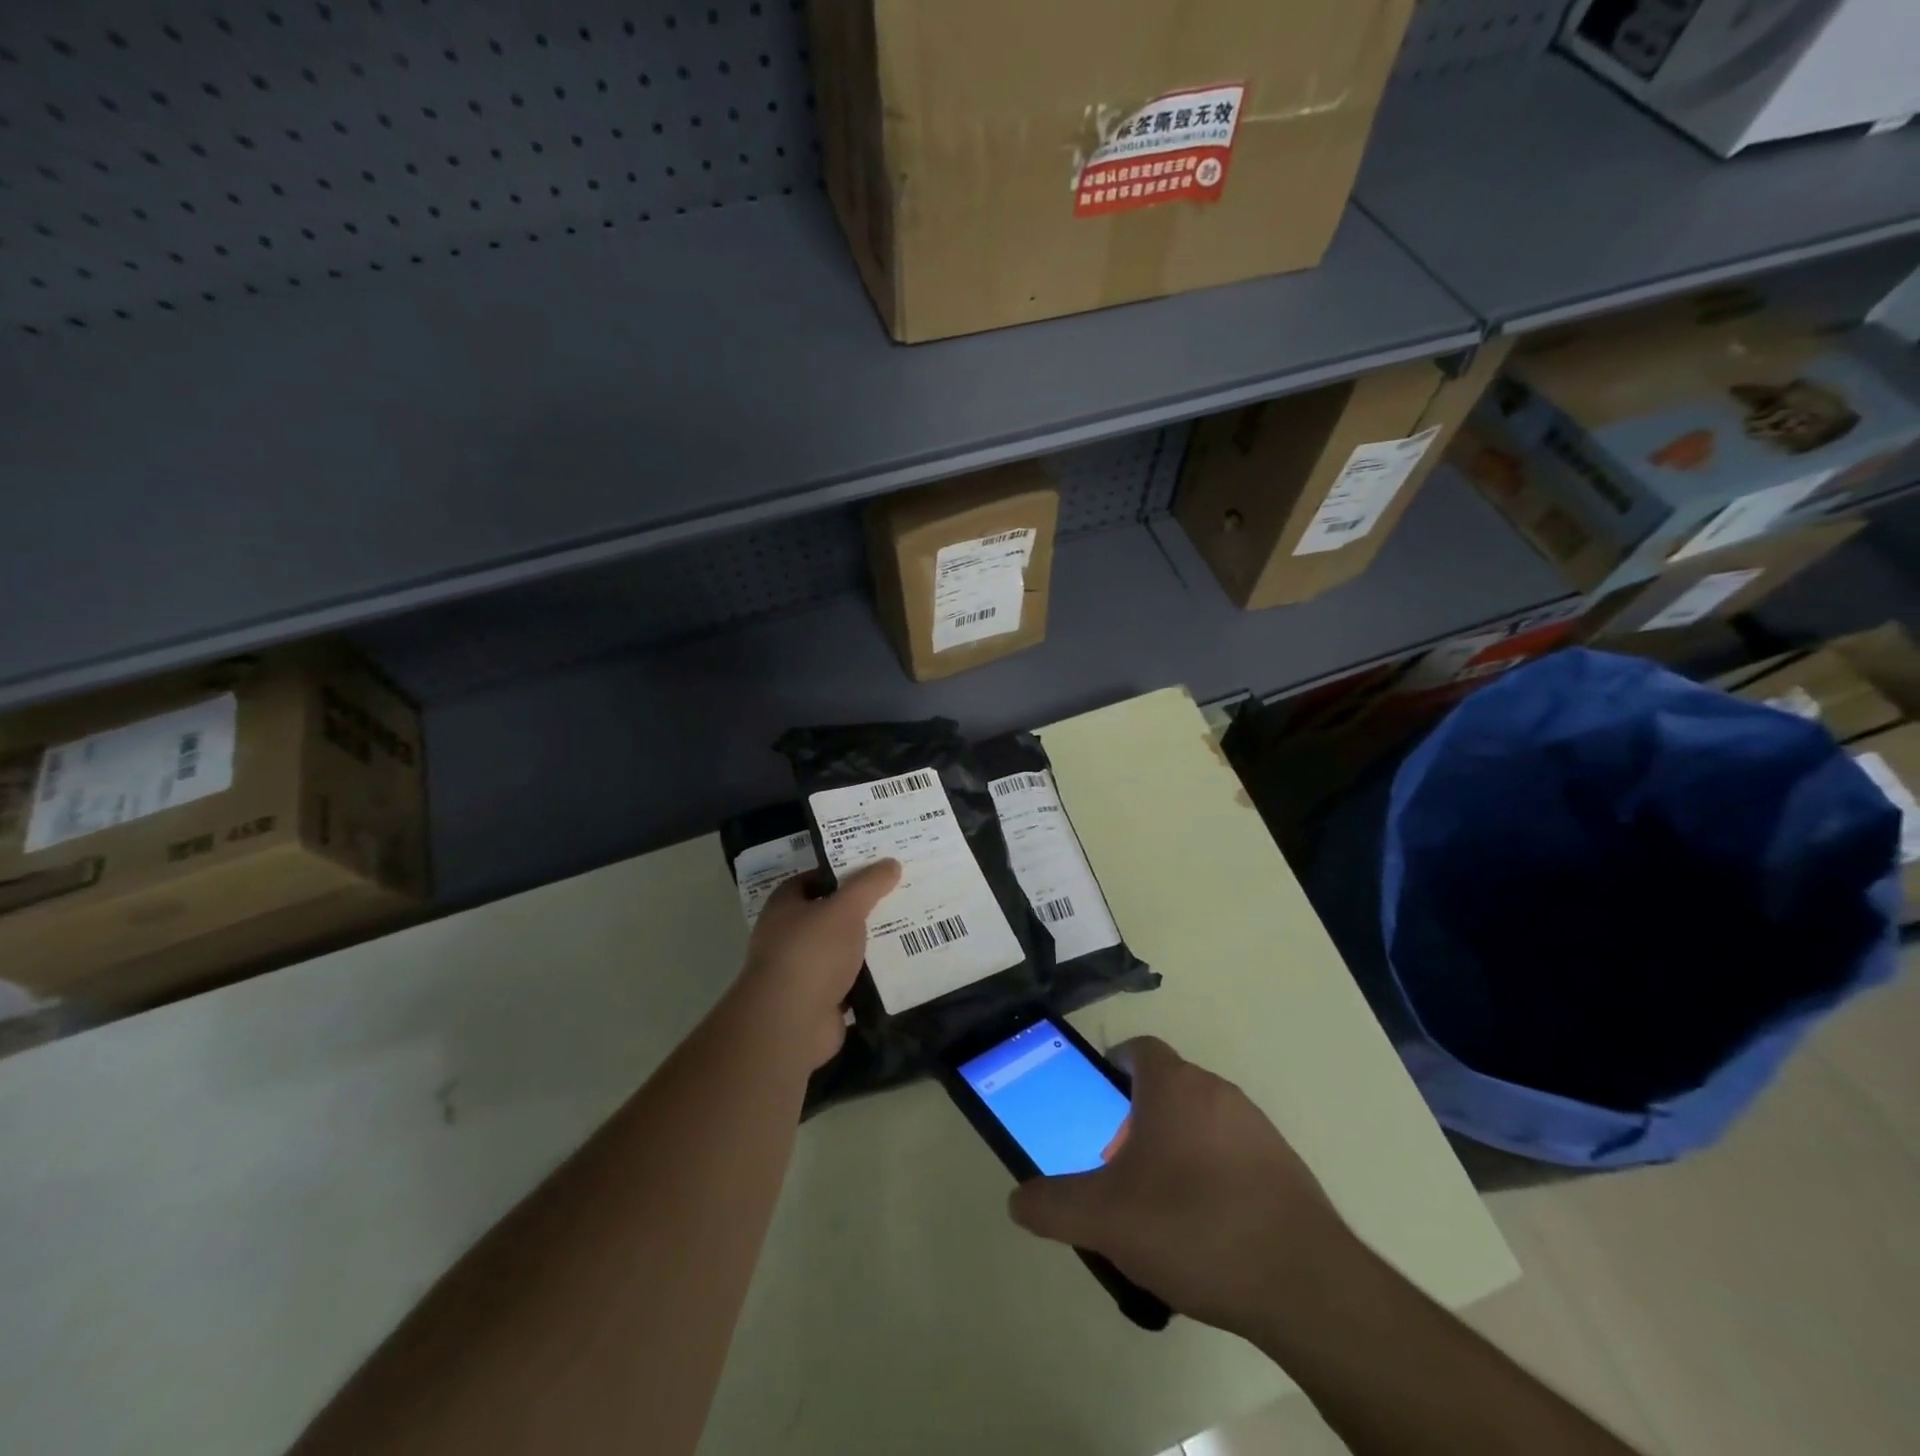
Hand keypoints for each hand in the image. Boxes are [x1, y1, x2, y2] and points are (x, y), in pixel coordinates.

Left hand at [735, 860, 900, 1069]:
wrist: (791, 1022)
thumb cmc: (812, 952)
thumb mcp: (845, 908)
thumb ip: (868, 885)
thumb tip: (891, 862)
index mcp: (785, 906)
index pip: (813, 879)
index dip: (841, 872)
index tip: (874, 868)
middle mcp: (788, 936)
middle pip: (830, 915)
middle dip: (860, 908)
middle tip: (898, 896)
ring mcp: (803, 971)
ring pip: (841, 949)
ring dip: (867, 944)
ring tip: (907, 928)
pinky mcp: (819, 1000)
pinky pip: (850, 981)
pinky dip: (869, 976)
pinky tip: (898, 967)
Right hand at [1007, 1036, 1357, 1339]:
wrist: (1303, 1284)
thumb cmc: (1192, 1226)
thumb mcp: (1105, 1220)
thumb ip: (1053, 1205)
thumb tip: (1017, 1200)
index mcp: (1174, 1086)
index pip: (1139, 1049)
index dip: (1114, 1067)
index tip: (1098, 1102)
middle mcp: (1217, 1091)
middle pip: (1168, 1087)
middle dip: (1138, 1117)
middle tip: (1119, 1165)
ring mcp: (1257, 1127)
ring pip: (1202, 1120)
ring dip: (1176, 1146)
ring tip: (1160, 1204)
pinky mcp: (1286, 1166)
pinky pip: (1235, 1153)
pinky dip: (1213, 1174)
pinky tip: (1206, 1229)